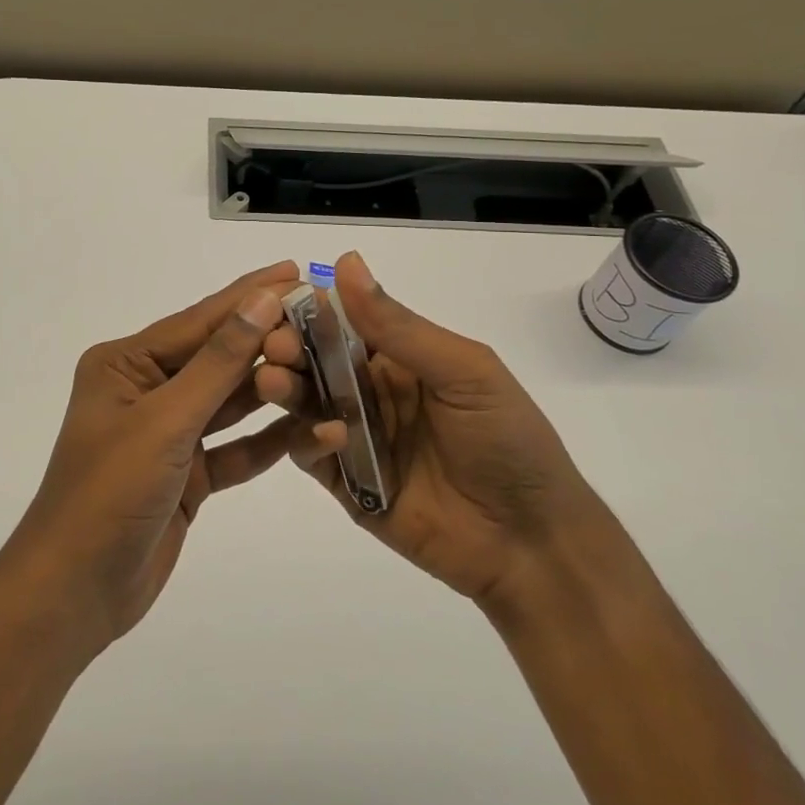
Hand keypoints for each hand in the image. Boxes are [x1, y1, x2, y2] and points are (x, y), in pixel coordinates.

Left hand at [1, 262, 309, 653]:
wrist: (76, 592)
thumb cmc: (109, 493)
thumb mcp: (165, 421)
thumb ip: (218, 362)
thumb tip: (261, 300)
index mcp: (125, 364)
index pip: (198, 320)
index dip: (249, 296)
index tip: (296, 272)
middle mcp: (147, 390)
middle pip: (218, 357)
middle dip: (268, 341)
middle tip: (326, 319)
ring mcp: (169, 433)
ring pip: (231, 402)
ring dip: (274, 389)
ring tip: (328, 365)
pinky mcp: (188, 474)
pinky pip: (236, 448)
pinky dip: (269, 441)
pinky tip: (313, 428)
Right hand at [256, 251, 599, 610]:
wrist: (531, 543)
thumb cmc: (507, 440)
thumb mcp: (463, 371)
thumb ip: (399, 326)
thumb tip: (346, 262)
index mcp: (398, 358)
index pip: (341, 322)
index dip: (310, 310)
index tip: (278, 302)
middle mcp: (369, 391)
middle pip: (313, 361)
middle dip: (288, 348)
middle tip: (273, 346)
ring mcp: (354, 436)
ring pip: (303, 403)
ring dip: (284, 388)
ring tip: (272, 382)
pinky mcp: (345, 481)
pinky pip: (310, 453)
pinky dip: (308, 440)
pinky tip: (330, 435)